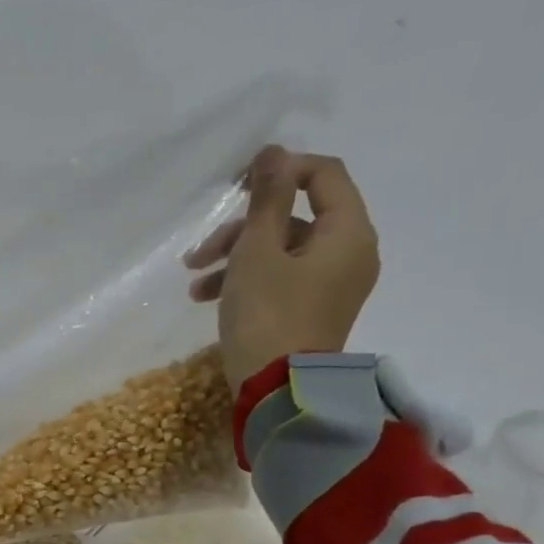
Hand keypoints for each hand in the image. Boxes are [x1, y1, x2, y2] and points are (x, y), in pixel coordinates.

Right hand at [184, 146, 380, 390]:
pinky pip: (280, 279)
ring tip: (194, 281)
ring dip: (234, 258)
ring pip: (280, 251)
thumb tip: (273, 151)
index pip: (324, 175)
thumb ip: (266, 200)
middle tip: (200, 250)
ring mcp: (331, 285)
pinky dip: (245, 281)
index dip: (280, 171)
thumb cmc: (267, 316)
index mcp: (348, 232)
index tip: (236, 186)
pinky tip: (206, 298)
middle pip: (294, 218)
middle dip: (242, 229)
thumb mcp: (257, 253)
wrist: (277, 392)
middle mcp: (349, 253)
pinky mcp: (311, 310)